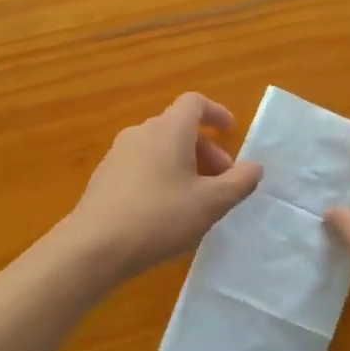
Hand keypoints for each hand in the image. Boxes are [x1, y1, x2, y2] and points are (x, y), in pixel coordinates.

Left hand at [63, 93, 262, 282]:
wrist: (95, 247)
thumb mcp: (211, 203)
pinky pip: (142, 167)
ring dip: (184, 166)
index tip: (231, 132)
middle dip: (205, 150)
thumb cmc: (160, 218)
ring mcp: (118, 155)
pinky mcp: (104, 178)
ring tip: (196, 200)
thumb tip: (254, 167)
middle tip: (221, 181)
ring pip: (159, 149)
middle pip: (178, 128)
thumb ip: (238, 182)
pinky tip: (166, 212)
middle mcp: (140, 134)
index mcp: (168, 131)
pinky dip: (161, 177)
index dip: (216, 113)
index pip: (194, 103)